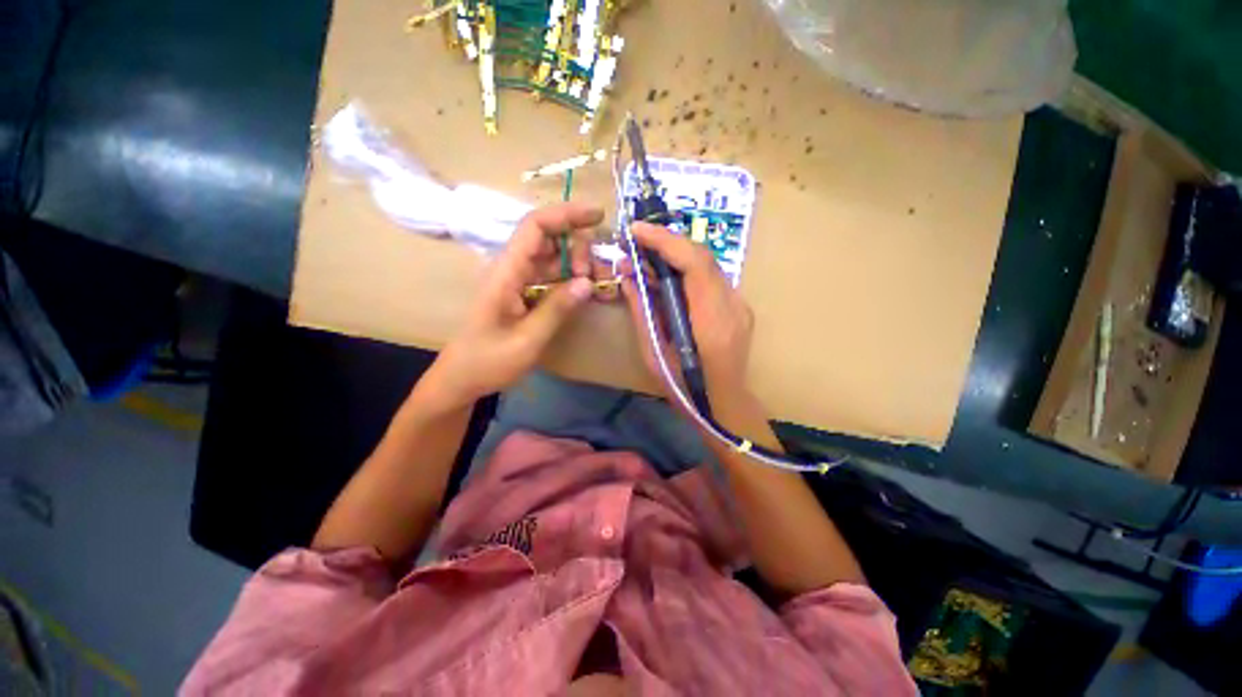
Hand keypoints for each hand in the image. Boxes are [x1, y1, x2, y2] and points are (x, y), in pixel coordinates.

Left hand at [426, 203, 603, 404]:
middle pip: (549, 239)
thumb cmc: (488, 361)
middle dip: (578, 248)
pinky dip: (571, 280)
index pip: (535, 227)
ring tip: (596, 286)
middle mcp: (512, 269)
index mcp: (506, 272)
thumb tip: (588, 283)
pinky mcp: (524, 294)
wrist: (462, 378)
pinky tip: (586, 292)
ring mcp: (518, 281)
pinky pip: (551, 277)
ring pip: (553, 258)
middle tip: (594, 277)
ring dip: (578, 265)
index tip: (598, 216)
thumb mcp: (527, 340)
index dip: (566, 214)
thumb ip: (557, 310)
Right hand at [621, 222, 755, 404]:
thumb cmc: (684, 388)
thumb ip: (642, 311)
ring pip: (707, 265)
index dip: (665, 240)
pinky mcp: (739, 308)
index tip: (636, 231)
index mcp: (712, 321)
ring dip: (675, 256)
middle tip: (635, 243)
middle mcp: (732, 306)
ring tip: (646, 259)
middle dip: (666, 242)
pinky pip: (710, 279)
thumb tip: (628, 277)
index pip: (694, 263)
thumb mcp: (653, 353)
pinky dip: (686, 270)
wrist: (723, 406)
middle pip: (702, 257)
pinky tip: (667, 277)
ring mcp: (740, 305)